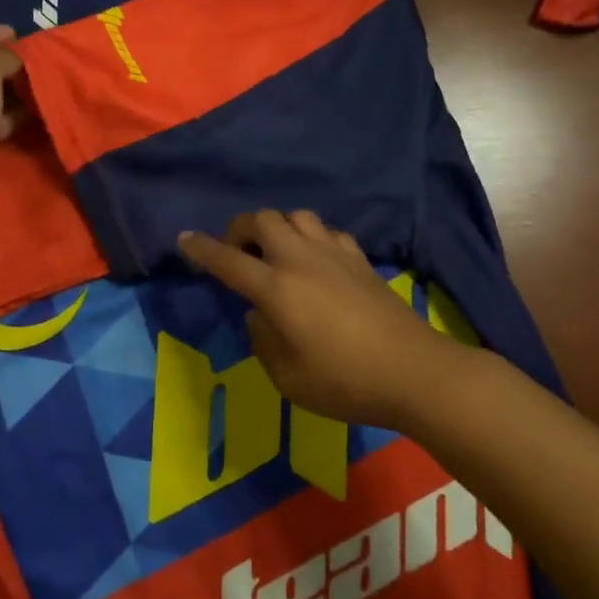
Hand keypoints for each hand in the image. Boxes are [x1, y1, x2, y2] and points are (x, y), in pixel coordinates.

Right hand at [178, 210, 472, 430]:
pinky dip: (312, 238)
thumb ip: (262, 340)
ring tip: (276, 252)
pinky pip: (327, 232)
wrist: (413, 372)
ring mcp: (335, 255)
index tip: (185, 238)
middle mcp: (301, 260)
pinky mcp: (360, 260)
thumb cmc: (343, 382)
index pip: (228, 260)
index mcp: (276, 289)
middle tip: (238, 252)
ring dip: (278, 227)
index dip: (202, 248)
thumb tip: (258, 314)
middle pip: (263, 220)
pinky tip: (316, 261)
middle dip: (240, 228)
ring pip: (297, 216)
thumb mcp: (286, 377)